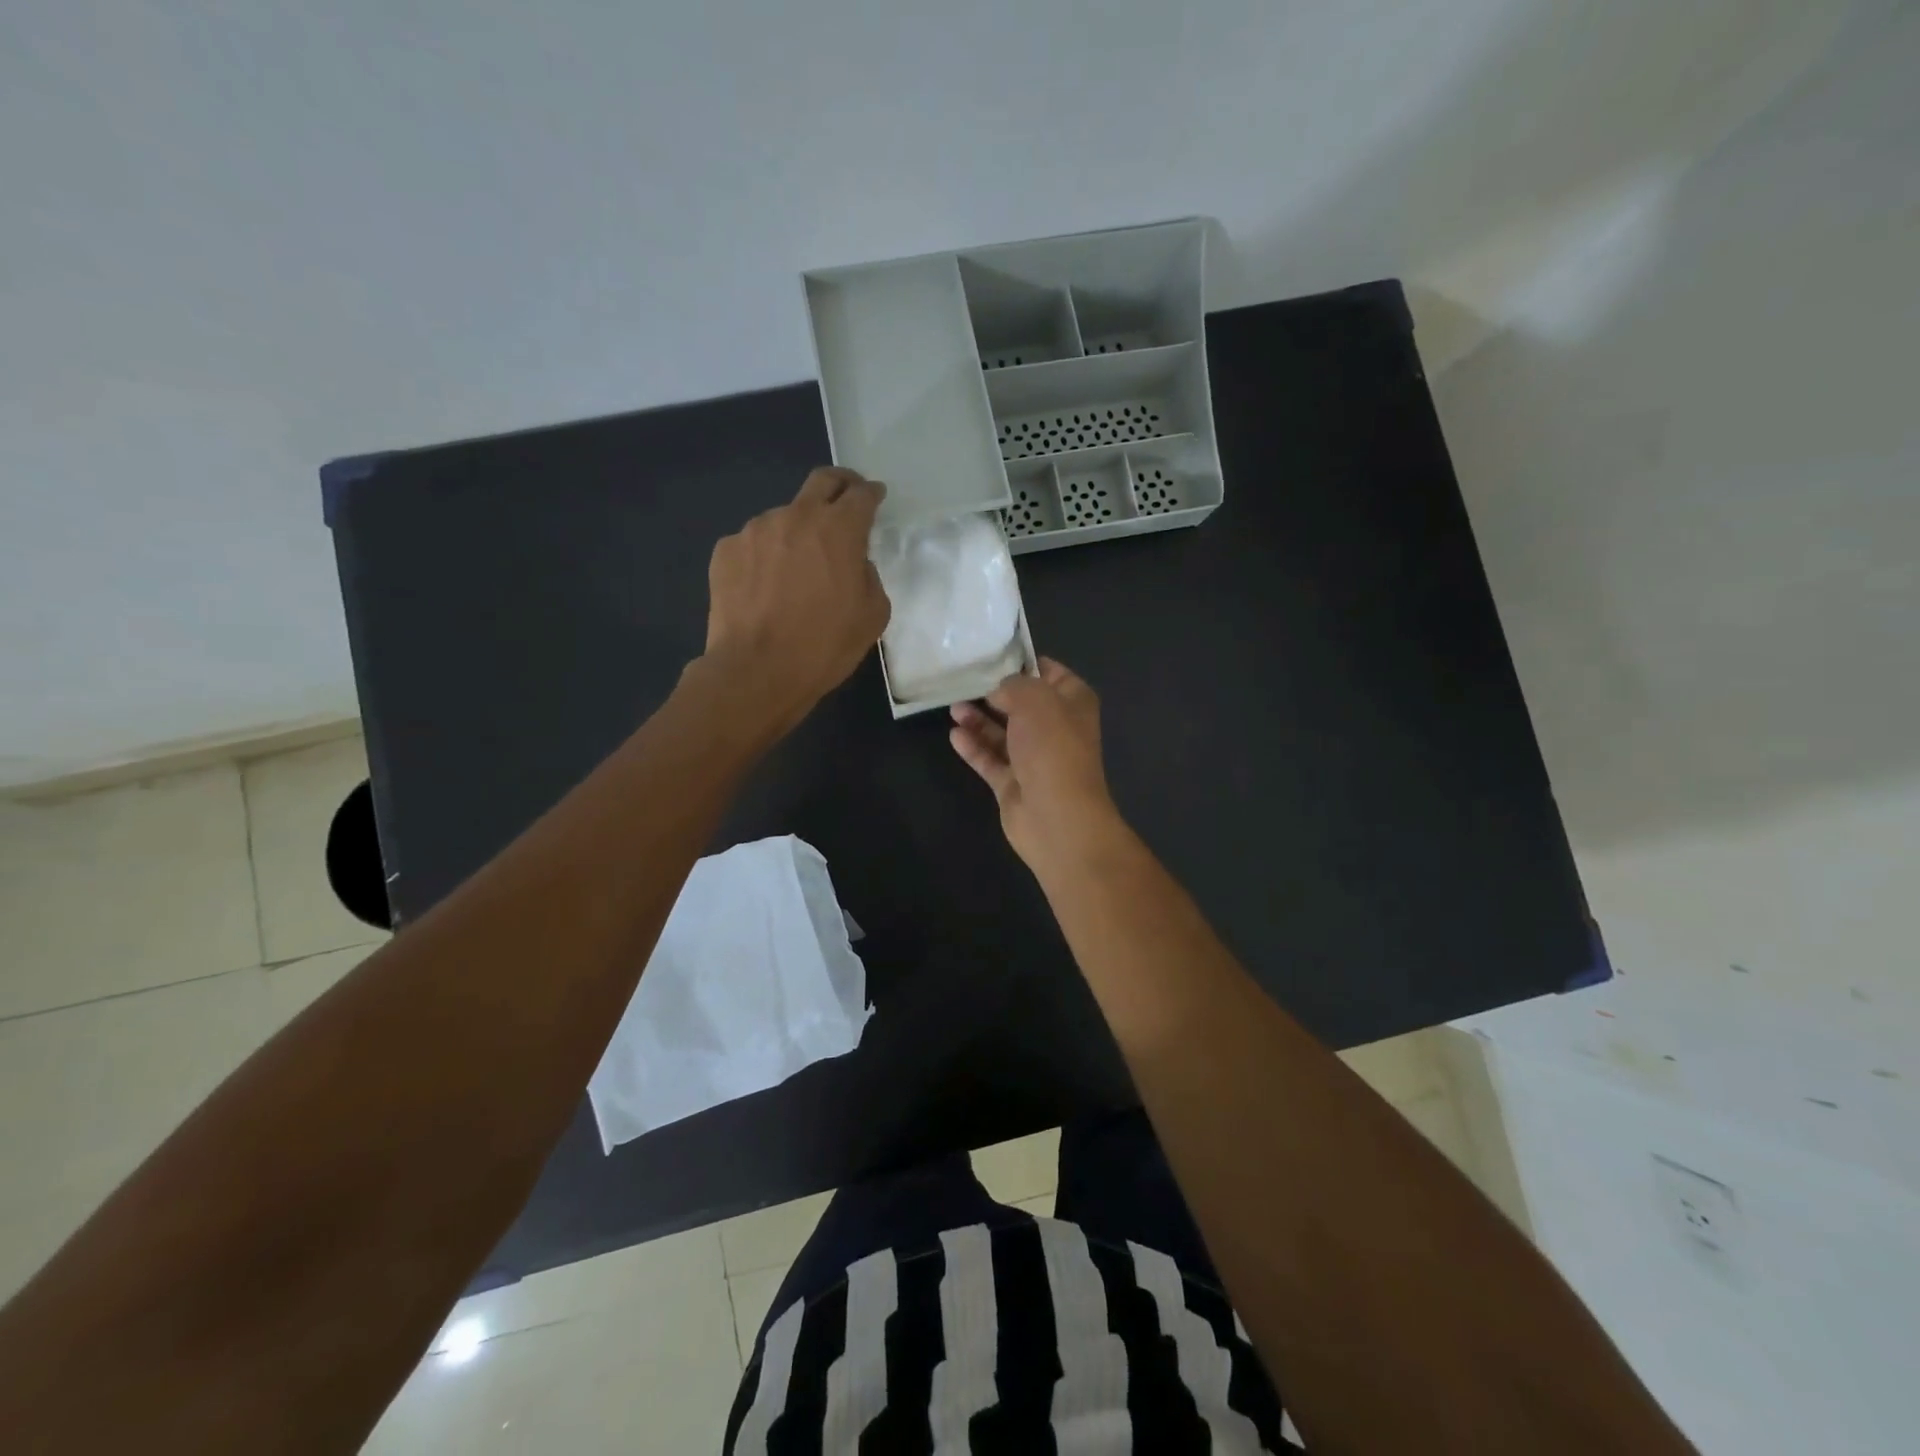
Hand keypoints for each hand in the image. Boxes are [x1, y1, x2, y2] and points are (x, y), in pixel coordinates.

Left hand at [702, 467, 890, 733]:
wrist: (756, 671)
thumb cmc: (824, 646)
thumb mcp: (872, 616)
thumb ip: (868, 576)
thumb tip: (853, 564)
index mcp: (839, 529)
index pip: (861, 494)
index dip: (872, 493)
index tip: (875, 497)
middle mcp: (796, 516)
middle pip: (822, 481)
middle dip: (840, 484)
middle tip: (846, 499)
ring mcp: (755, 530)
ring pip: (784, 517)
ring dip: (797, 531)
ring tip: (797, 568)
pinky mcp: (726, 550)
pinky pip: (754, 544)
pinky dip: (766, 556)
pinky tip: (766, 587)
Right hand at [949, 658, 1124, 872]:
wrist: (1057, 816)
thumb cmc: (1052, 748)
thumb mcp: (1034, 699)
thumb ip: (1012, 685)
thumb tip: (998, 691)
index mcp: (1073, 703)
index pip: (1049, 672)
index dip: (1023, 661)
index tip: (992, 653)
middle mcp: (1056, 728)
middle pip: (1021, 704)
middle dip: (994, 692)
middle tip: (962, 678)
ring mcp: (1034, 758)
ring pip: (1002, 732)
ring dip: (979, 719)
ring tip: (953, 706)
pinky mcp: (1013, 783)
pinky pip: (990, 759)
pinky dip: (974, 747)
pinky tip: (954, 735)